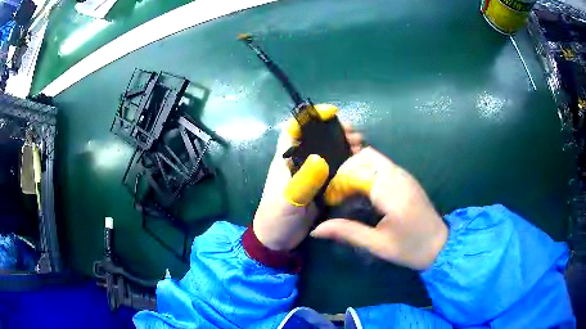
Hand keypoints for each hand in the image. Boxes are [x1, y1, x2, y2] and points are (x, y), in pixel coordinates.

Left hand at [253, 106, 364, 251]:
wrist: (278, 240)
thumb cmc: (277, 217)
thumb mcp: (288, 199)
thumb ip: (303, 180)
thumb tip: (320, 158)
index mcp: (285, 160)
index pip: (295, 130)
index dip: (310, 118)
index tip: (331, 113)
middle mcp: (299, 163)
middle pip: (317, 139)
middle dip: (336, 132)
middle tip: (355, 134)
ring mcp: (311, 175)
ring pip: (329, 153)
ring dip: (344, 146)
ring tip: (361, 145)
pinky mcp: (320, 187)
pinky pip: (335, 171)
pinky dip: (347, 164)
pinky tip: (360, 163)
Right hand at [312, 147, 447, 269]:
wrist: (440, 245)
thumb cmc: (410, 248)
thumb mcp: (377, 245)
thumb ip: (347, 232)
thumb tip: (316, 230)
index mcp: (392, 193)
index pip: (358, 172)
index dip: (339, 183)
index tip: (331, 200)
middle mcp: (399, 177)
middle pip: (366, 156)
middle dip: (347, 169)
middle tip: (339, 192)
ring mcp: (405, 175)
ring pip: (374, 157)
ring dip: (357, 168)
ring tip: (349, 190)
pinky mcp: (407, 178)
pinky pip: (383, 164)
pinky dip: (368, 170)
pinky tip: (364, 190)